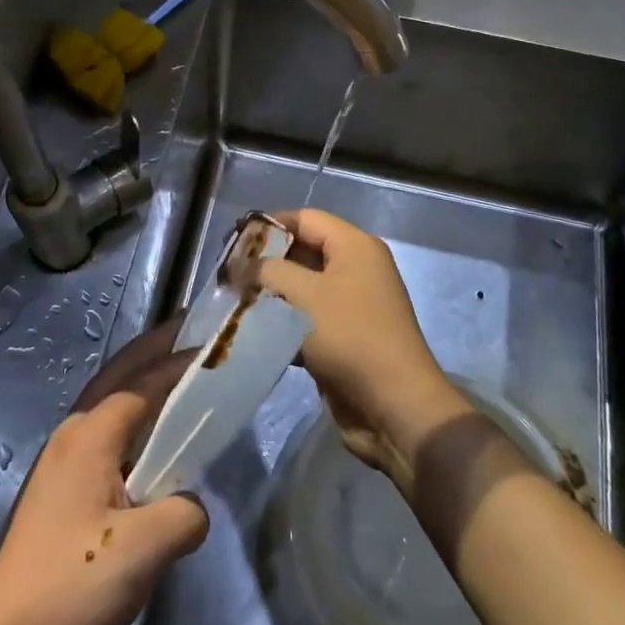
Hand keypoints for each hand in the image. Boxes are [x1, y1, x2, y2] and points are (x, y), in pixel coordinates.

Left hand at [0, 324, 208, 624]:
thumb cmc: (74, 584)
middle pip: (119, 377)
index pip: (143, 382)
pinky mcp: (61, 495)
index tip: (214, 345)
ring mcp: (62, 465)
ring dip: (142, 381)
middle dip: (153, 349)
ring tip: (177, 373)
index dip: (179, 361)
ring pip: (109, 405)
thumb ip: (185, 512)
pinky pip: (107, 438)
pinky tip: (153, 442)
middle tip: (190, 329)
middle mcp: (73, 436)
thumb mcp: (146, 547)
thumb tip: (190, 505)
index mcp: (90, 434)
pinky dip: (134, 421)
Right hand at [257, 208, 466, 491]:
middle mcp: (357, 268)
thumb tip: (241, 265)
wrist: (394, 406)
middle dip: (267, 263)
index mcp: (355, 246)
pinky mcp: (346, 337)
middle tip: (231, 277)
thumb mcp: (303, 295)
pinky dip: (285, 324)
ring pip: (304, 289)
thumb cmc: (349, 337)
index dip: (269, 225)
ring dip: (273, 297)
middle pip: (304, 251)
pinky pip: (309, 319)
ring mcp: (353, 304)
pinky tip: (258, 335)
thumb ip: (267, 271)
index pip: (304, 218)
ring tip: (236, 305)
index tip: (234, 244)